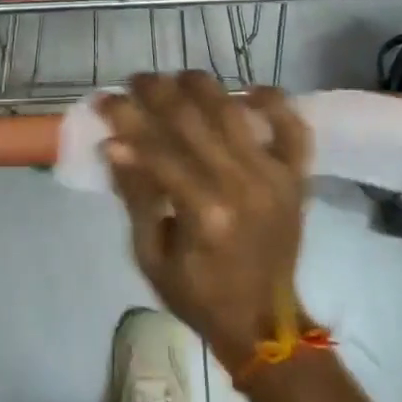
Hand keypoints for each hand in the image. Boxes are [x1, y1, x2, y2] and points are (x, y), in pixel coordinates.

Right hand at [97, 73, 312, 374]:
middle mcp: (242, 185)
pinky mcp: (296, 177)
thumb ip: (136, 197)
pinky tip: (248, 91)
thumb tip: (114, 145)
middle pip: (193, 120)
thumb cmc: (198, 294)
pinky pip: (293, 128)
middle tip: (135, 81)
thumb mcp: (150, 255)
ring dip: (202, 86)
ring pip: (235, 112)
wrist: (263, 323)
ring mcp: (275, 177)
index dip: (125, 120)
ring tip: (177, 78)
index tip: (105, 100)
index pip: (156, 149)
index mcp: (204, 213)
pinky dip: (274, 102)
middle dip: (157, 92)